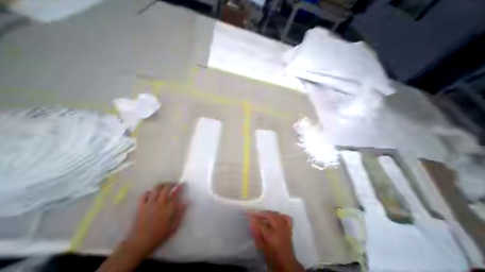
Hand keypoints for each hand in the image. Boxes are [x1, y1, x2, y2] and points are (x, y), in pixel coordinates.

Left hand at [124, 183, 186, 254]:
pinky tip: (150, 194)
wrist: (140, 243)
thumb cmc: (159, 234)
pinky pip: (143, 196)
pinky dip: (147, 193)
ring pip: (155, 189)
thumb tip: (186, 202)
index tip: (182, 184)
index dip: (179, 187)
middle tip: (174, 184)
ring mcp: (150, 204)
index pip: (176, 193)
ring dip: (161, 185)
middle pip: (166, 188)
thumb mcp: (174, 226)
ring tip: (164, 186)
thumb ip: (180, 213)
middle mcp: (160, 202)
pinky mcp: (141, 207)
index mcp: (169, 207)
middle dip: (171, 184)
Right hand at [248, 210, 303, 271]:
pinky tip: (276, 216)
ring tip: (263, 215)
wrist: (287, 264)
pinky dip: (280, 215)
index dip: (254, 217)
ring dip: (269, 213)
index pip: (261, 223)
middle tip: (255, 214)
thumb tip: (251, 223)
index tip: (249, 214)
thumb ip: (256, 234)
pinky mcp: (289, 229)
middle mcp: (279, 229)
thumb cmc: (272, 257)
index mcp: (271, 236)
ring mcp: (285, 228)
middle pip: (269, 215)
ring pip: (276, 214)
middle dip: (262, 213)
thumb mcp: (262, 247)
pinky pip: (286, 218)